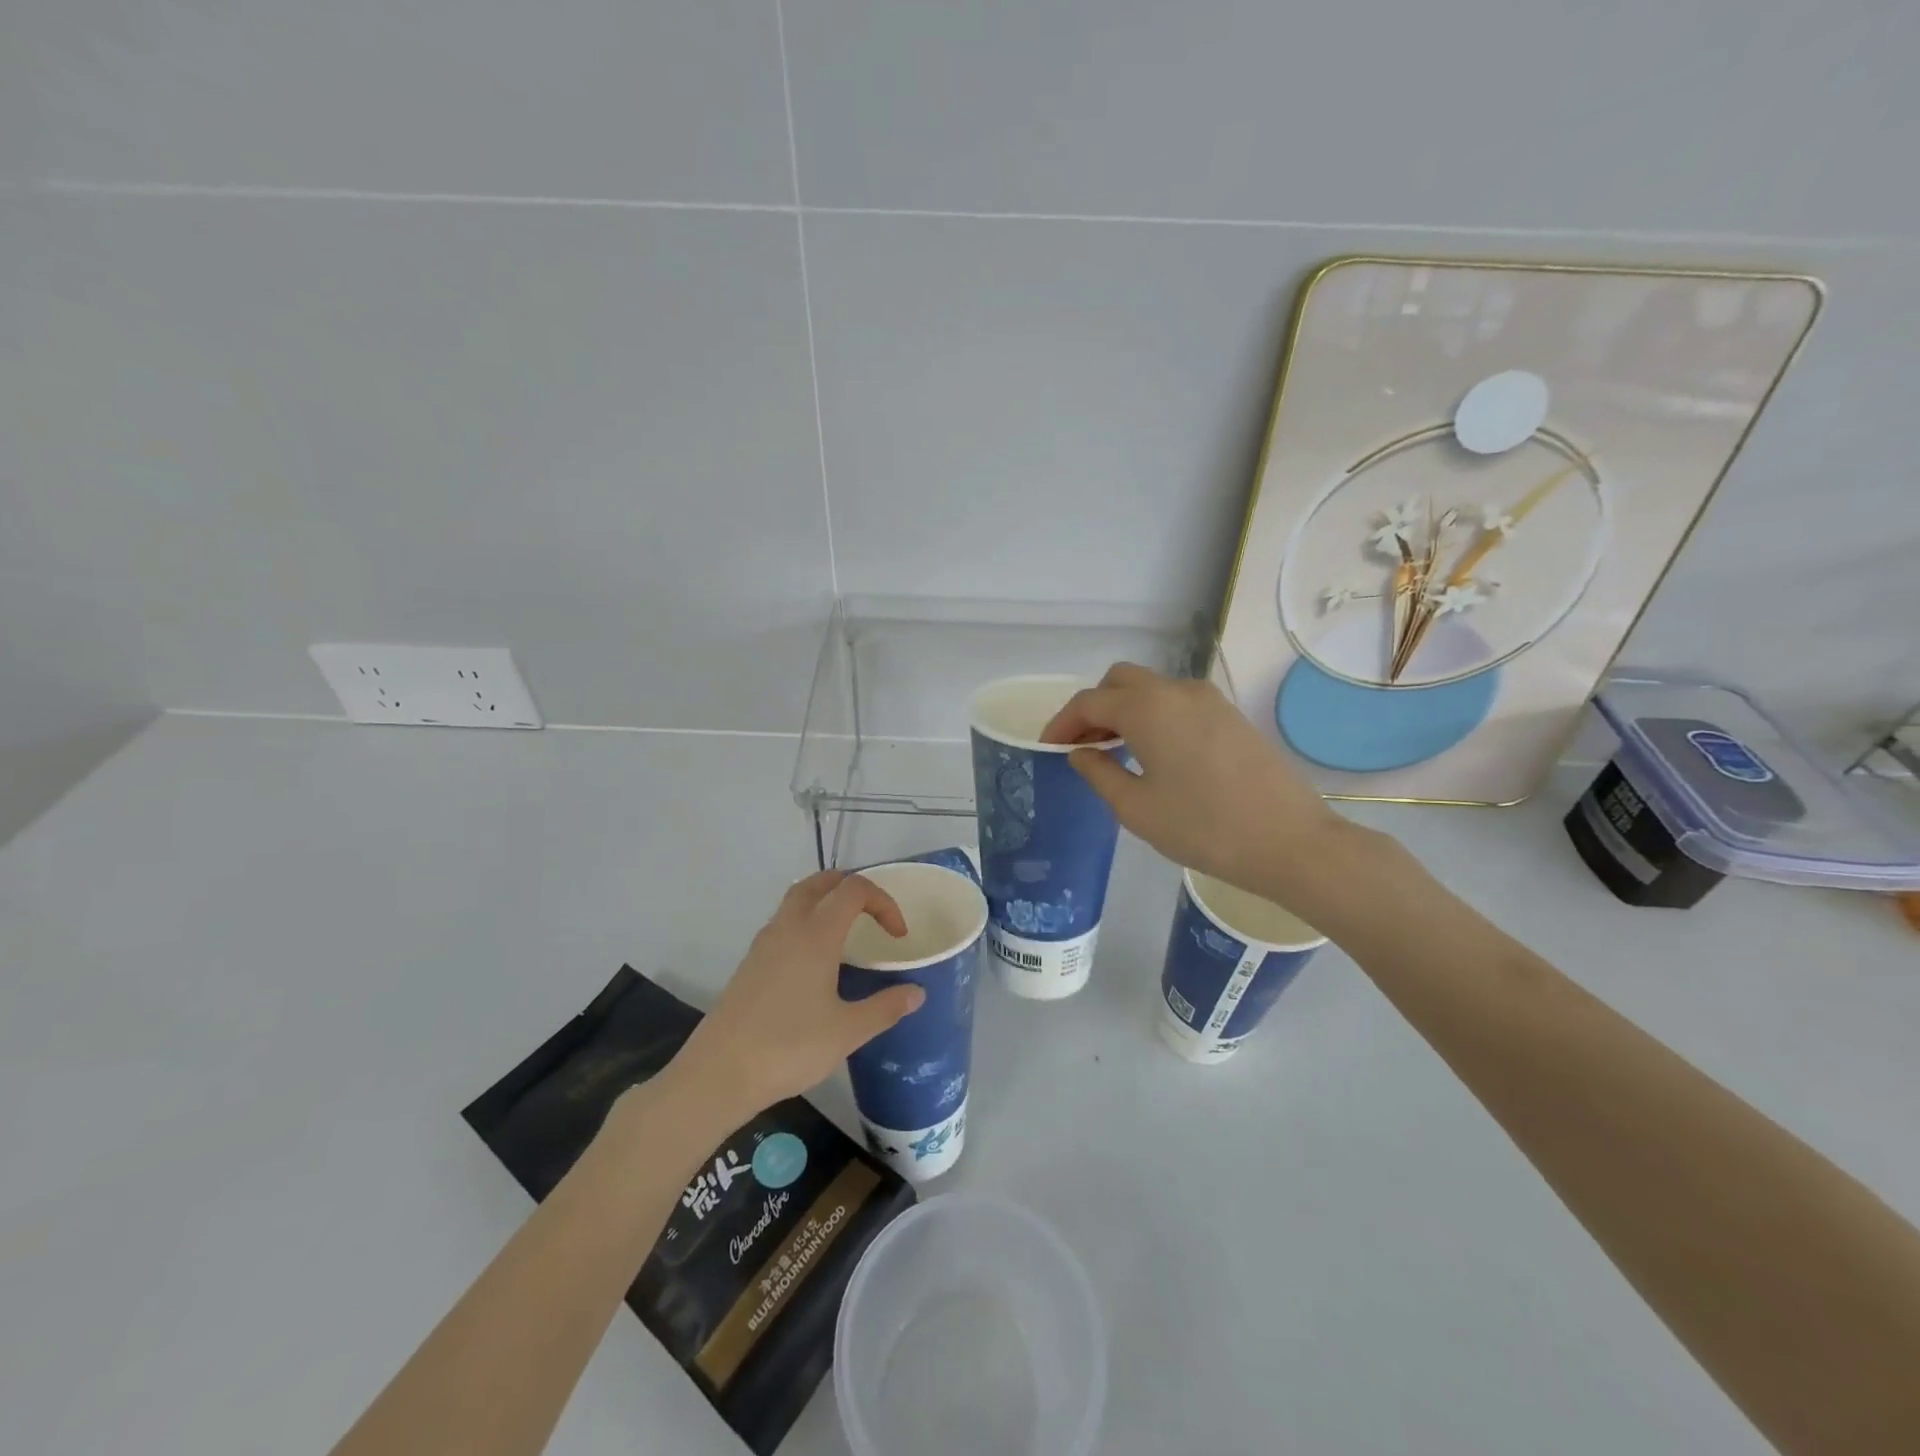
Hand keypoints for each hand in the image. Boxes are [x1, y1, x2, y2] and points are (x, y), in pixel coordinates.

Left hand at [667, 871, 923, 1124]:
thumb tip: (917, 992)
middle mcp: (788, 927)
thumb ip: (885, 1008)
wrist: (719, 1073)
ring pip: (796, 900)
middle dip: (850, 887)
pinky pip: (783, 924)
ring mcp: (764, 944)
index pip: (854, 890)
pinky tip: (814, 962)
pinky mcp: (749, 963)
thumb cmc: (789, 1046)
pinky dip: (805, 923)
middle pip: (820, 883)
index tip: (898, 936)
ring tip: (846, 932)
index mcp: (816, 934)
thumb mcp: (848, 1031)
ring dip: (824, 901)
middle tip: (872, 913)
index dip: (883, 902)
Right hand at [1042, 663, 1348, 900]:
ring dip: (1124, 709)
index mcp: (1146, 708)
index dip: (1062, 723)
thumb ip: (1098, 773)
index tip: (1047, 748)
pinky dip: (1153, 715)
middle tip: (1082, 746)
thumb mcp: (1136, 808)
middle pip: (1119, 681)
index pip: (1089, 702)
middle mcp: (1176, 690)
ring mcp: (1208, 699)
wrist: (1289, 841)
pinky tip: (1154, 752)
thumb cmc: (1203, 828)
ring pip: (1151, 688)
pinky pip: (1177, 701)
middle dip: (1093, 708)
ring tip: (1114, 751)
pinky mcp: (1229, 714)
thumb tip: (1080, 752)